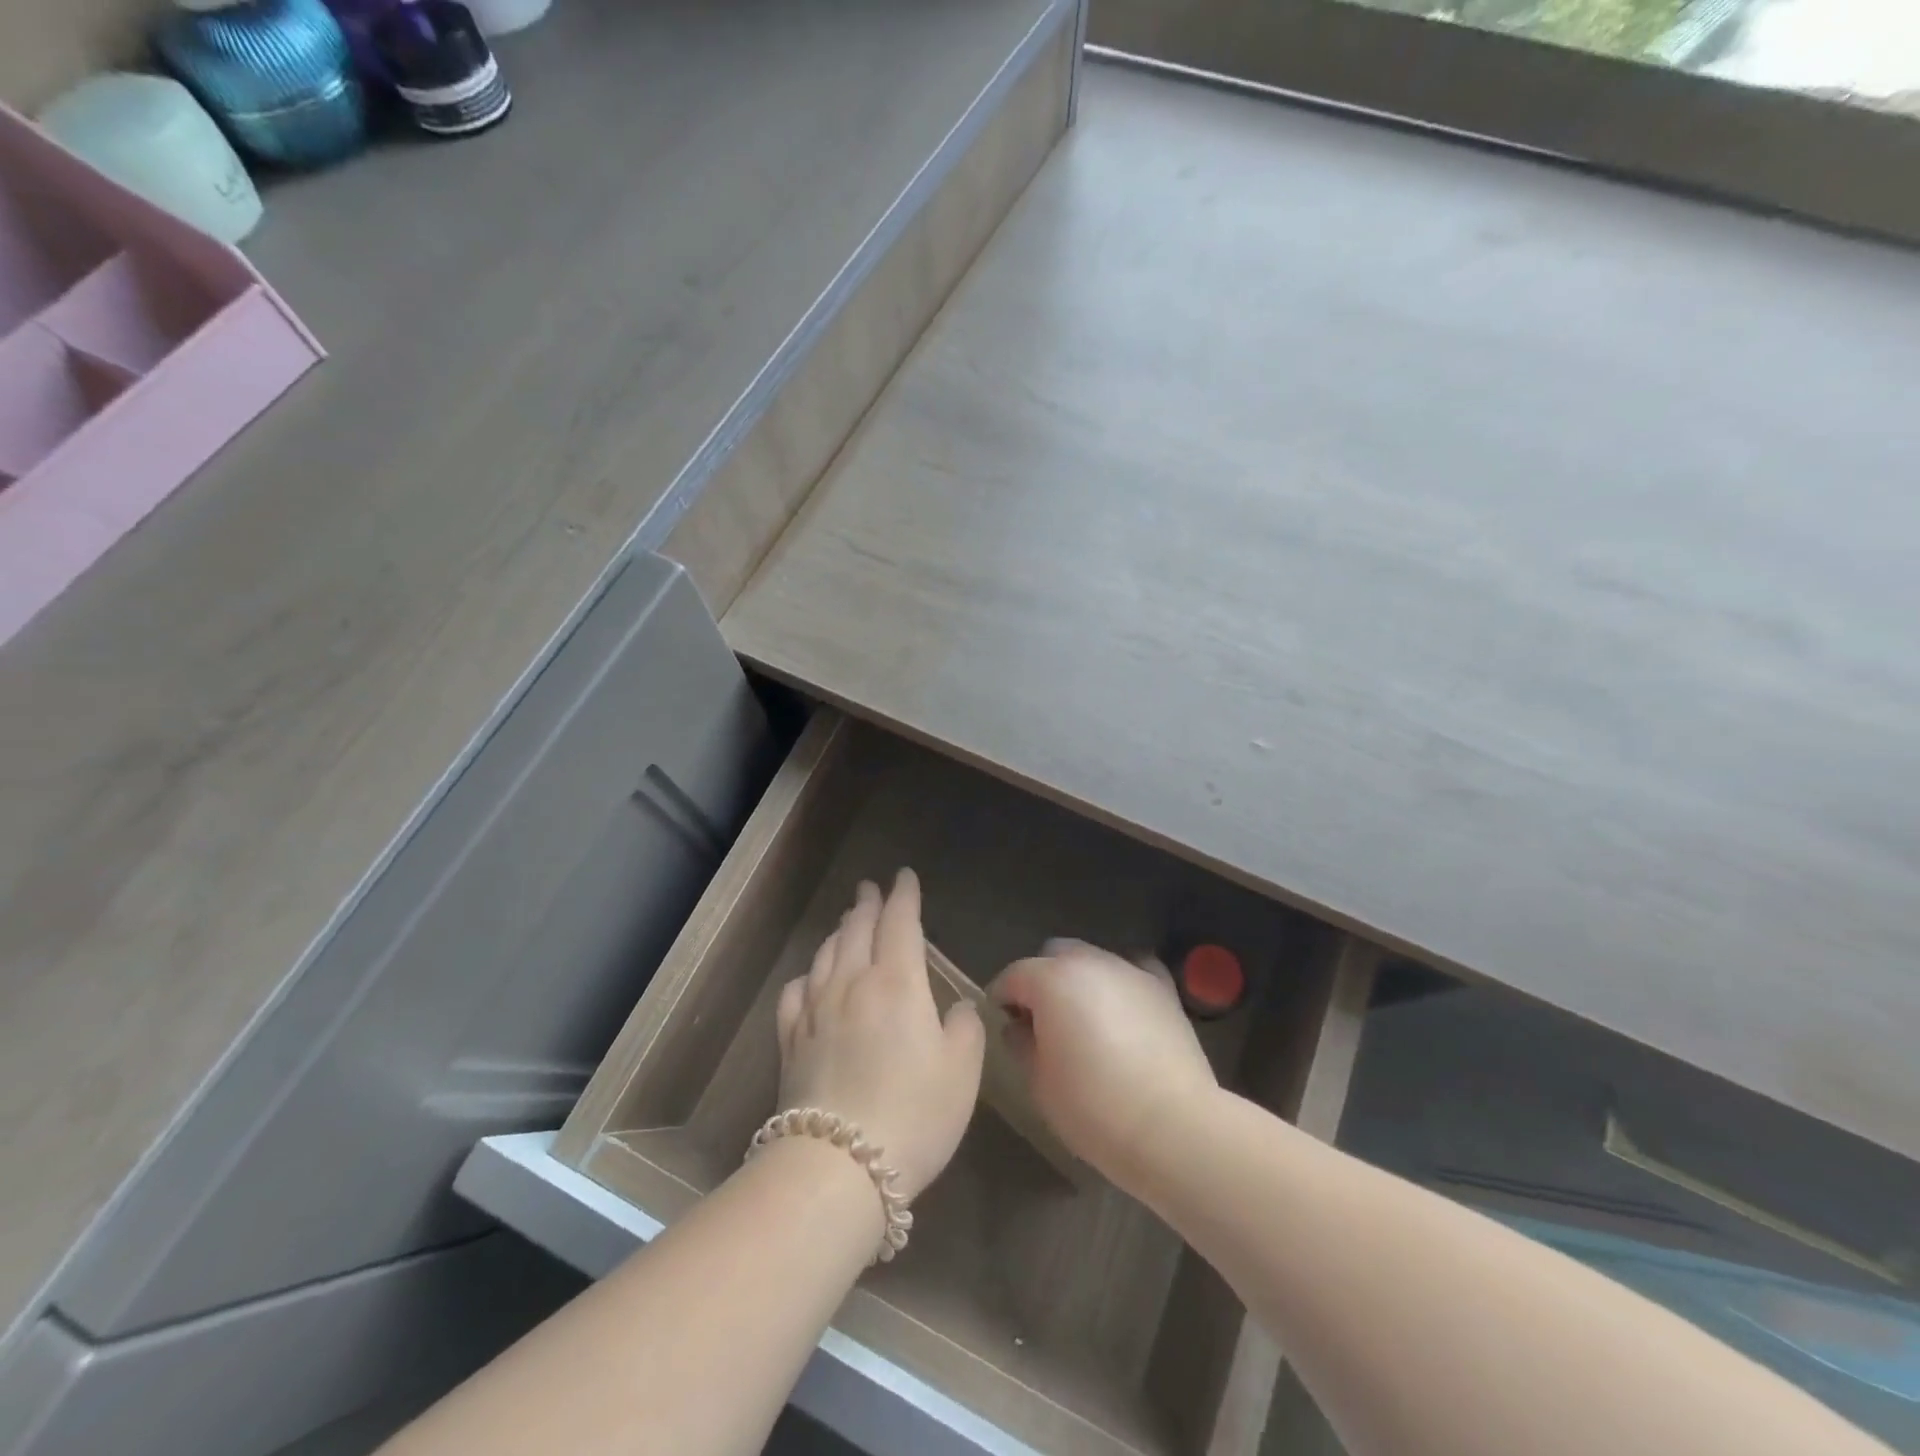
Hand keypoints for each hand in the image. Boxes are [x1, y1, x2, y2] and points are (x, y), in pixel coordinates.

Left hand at [776, 869, 985, 1199]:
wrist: (838, 1166)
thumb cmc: (915, 1115)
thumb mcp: (962, 1071)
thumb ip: (965, 1027)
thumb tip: (957, 1006)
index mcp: (897, 983)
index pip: (900, 922)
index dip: (904, 895)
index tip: (904, 876)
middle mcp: (852, 984)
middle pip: (858, 929)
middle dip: (868, 904)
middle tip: (871, 888)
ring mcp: (815, 1011)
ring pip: (827, 954)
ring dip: (840, 932)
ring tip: (848, 922)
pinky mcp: (790, 1041)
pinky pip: (796, 992)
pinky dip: (808, 974)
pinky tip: (812, 978)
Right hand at [990, 940, 1217, 1185]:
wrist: (1173, 1126)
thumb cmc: (1094, 1108)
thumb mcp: (1040, 1083)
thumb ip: (1021, 1044)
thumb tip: (1017, 1026)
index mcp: (1051, 980)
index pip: (1013, 976)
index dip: (1001, 999)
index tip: (1001, 1024)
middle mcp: (1089, 962)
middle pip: (1053, 955)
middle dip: (1041, 980)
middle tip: (1041, 1021)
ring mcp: (1129, 970)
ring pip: (1093, 959)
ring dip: (1080, 980)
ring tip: (1084, 1019)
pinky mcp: (1162, 987)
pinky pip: (1133, 970)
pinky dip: (1121, 982)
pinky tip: (1123, 1009)